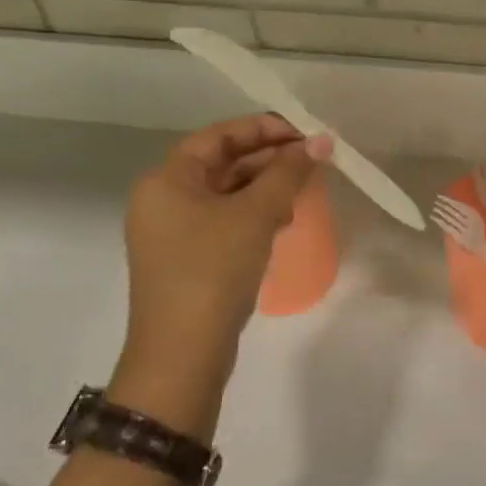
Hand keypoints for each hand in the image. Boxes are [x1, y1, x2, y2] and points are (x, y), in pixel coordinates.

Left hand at [120, 115, 331, 365]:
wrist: (182, 356)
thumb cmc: (213, 270)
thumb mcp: (256, 214)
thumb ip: (289, 172)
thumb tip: (322, 141)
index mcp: (166, 180)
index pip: (218, 135)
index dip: (263, 128)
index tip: (304, 135)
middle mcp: (163, 200)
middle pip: (222, 163)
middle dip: (269, 159)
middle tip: (312, 162)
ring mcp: (173, 232)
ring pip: (226, 193)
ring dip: (265, 187)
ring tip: (304, 190)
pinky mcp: (187, 259)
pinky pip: (224, 221)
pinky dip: (254, 214)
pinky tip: (284, 221)